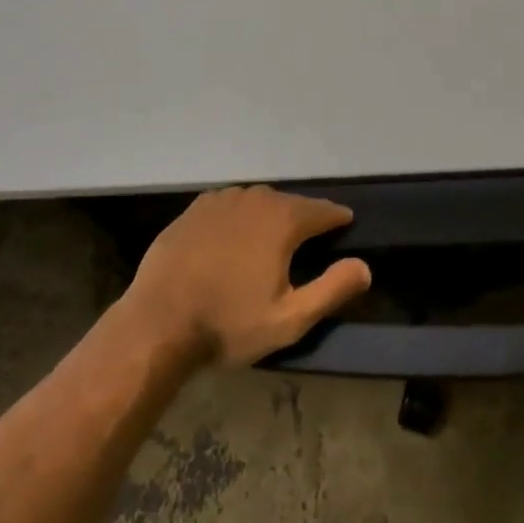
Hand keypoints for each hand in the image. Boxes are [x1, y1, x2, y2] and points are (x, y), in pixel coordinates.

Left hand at [121, 186, 373, 367]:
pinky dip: (239, 217)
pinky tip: (234, 237)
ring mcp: (222, 200)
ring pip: (258, 201)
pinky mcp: (195, 209)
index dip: (337, 219)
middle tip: (307, 240)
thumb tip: (365, 266)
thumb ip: (332, 289)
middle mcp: (256, 199)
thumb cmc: (228, 323)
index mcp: (283, 220)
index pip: (322, 211)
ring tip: (271, 239)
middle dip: (302, 218)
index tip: (345, 225)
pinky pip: (228, 205)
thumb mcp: (289, 319)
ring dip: (269, 216)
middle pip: (290, 203)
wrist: (158, 322)